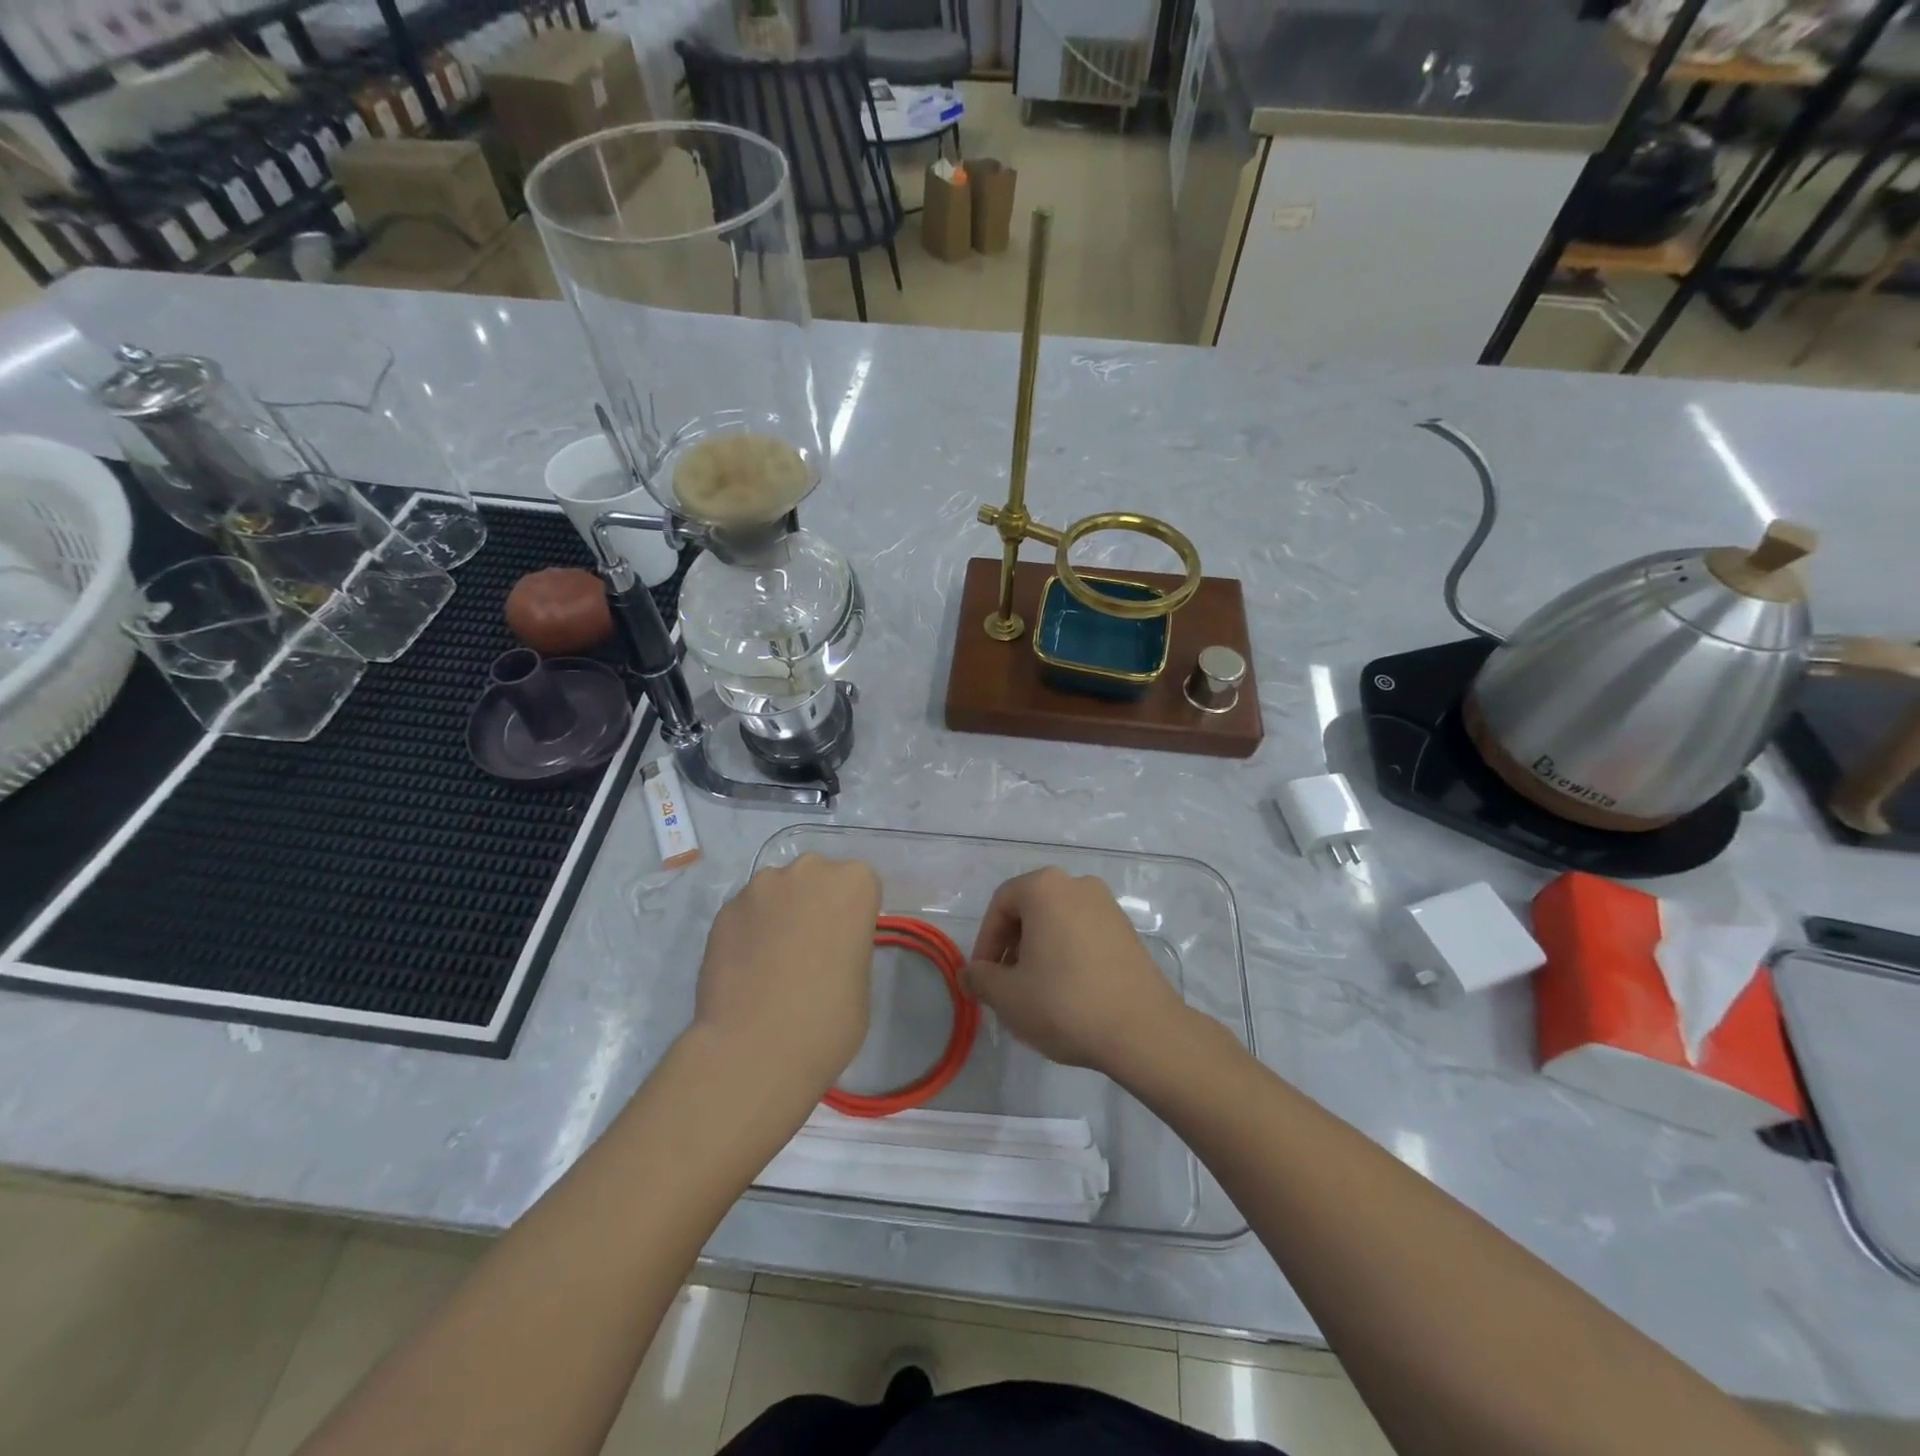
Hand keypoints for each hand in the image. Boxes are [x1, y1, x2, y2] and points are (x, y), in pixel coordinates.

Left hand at [692, 854, 879, 1096]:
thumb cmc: (828, 1020)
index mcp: (854, 884)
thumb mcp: (862, 980)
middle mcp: (808, 871)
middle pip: (816, 878)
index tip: (844, 944)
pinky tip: (745, 969)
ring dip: (778, 914)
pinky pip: (746, 913)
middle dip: (813, 904)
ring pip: (777, 892)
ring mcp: (761, 887)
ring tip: (771, 962)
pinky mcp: (724, 909)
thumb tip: (826, 949)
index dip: (851, 915)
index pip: (859, 886)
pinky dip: (748, 932)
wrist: (755, 1049)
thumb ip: (848, 946)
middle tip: (809, 950)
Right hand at [964, 867, 1188, 1079]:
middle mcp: (1078, 885)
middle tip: (1007, 984)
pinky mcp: (1128, 931)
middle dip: (1012, 946)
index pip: (1000, 905)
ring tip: (1037, 992)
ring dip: (1039, 950)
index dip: (985, 942)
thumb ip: (980, 979)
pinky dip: (1067, 953)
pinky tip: (1068, 992)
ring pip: (1058, 922)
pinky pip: (1083, 933)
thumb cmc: (1065, 1003)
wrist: (1143, 1031)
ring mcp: (1108, 906)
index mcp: (1045, 888)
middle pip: (1030, 909)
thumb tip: (970, 973)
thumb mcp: (1008, 996)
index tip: (985, 978)